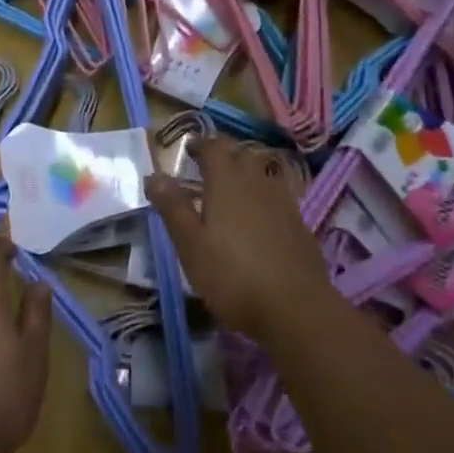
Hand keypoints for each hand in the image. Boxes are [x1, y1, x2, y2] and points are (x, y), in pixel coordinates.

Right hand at [145, 137, 335, 342]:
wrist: (296, 308)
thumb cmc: (233, 275)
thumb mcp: (191, 245)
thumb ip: (173, 207)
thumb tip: (153, 175)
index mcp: (227, 181)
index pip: (214, 147)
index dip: (200, 144)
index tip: (188, 147)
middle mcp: (257, 182)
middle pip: (241, 154)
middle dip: (223, 153)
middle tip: (206, 165)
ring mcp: (282, 202)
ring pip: (262, 173)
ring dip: (245, 171)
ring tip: (230, 187)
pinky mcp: (299, 224)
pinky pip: (277, 195)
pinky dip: (262, 195)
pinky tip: (258, 216)